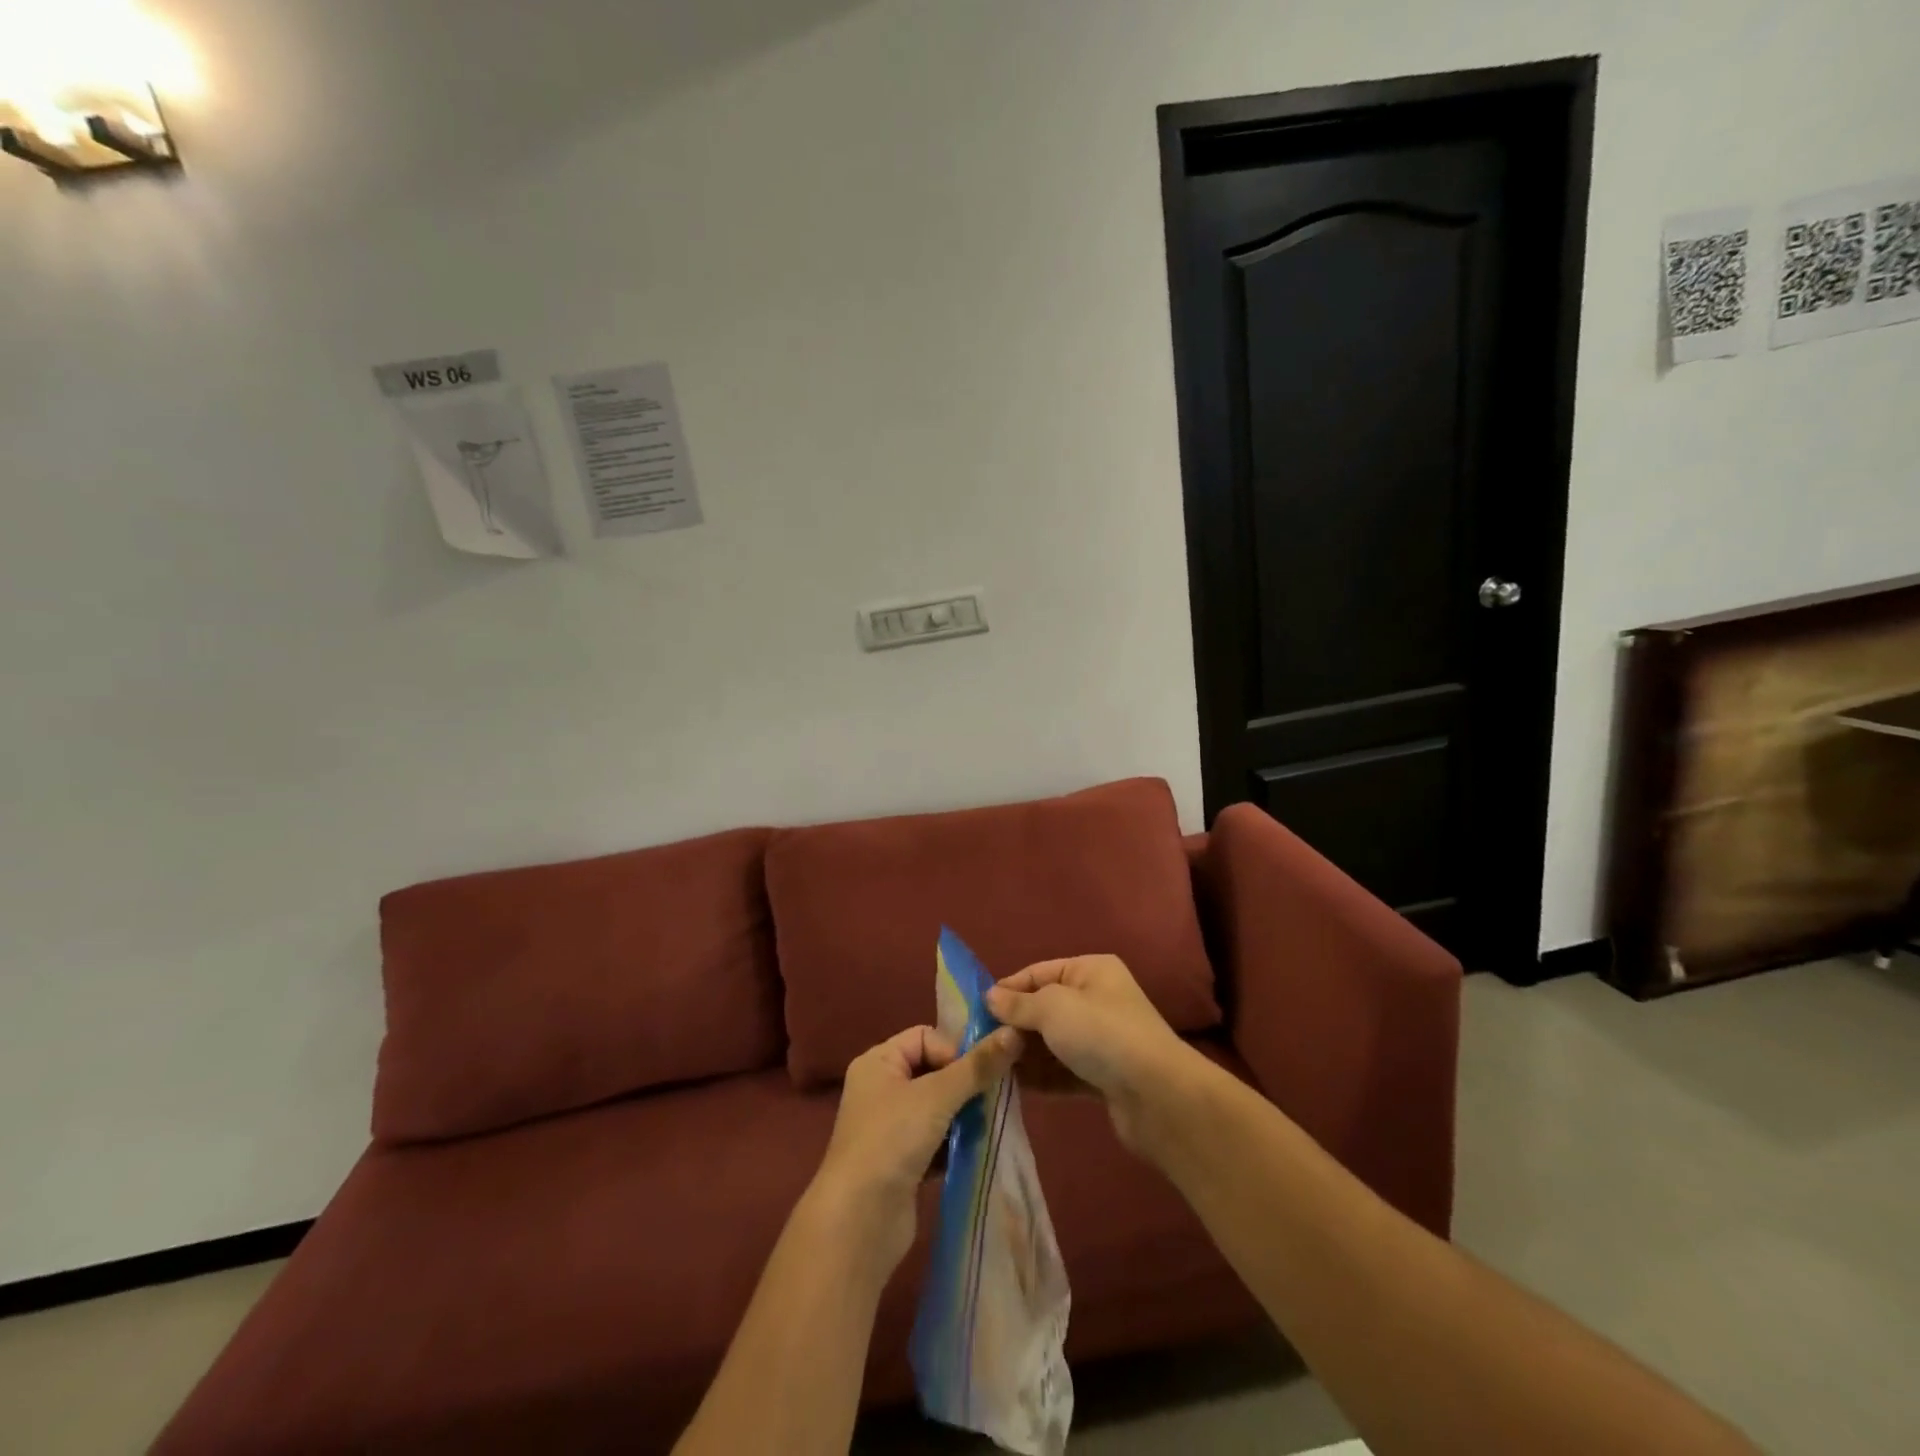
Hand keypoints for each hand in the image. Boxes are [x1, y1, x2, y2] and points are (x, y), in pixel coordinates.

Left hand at [808, 1024, 1023, 1275]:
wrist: (858, 1222)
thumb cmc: (892, 1140)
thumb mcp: (937, 1095)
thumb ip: (977, 1066)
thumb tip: (1014, 1032)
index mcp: (878, 1062)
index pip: (926, 1037)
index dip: (954, 1050)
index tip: (979, 1073)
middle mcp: (880, 1088)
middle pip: (934, 1070)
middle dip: (964, 1083)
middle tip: (991, 1098)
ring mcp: (890, 1127)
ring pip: (938, 1106)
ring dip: (963, 1114)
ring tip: (985, 1124)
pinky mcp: (901, 1161)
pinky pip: (936, 1138)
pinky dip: (955, 1142)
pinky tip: (974, 1150)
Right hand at [986, 954, 1202, 1153]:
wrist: (1157, 1096)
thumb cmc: (1101, 1034)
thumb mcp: (1053, 1008)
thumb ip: (1018, 1004)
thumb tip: (990, 997)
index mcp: (1091, 970)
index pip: (1039, 972)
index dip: (1008, 989)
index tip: (976, 1010)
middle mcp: (1098, 1000)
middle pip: (1045, 1009)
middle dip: (1014, 1025)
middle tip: (979, 1043)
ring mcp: (1102, 1040)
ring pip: (1053, 1043)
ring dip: (1024, 1054)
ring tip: (989, 1067)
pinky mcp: (1103, 1076)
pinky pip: (1063, 1071)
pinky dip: (1041, 1077)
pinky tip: (1012, 1086)